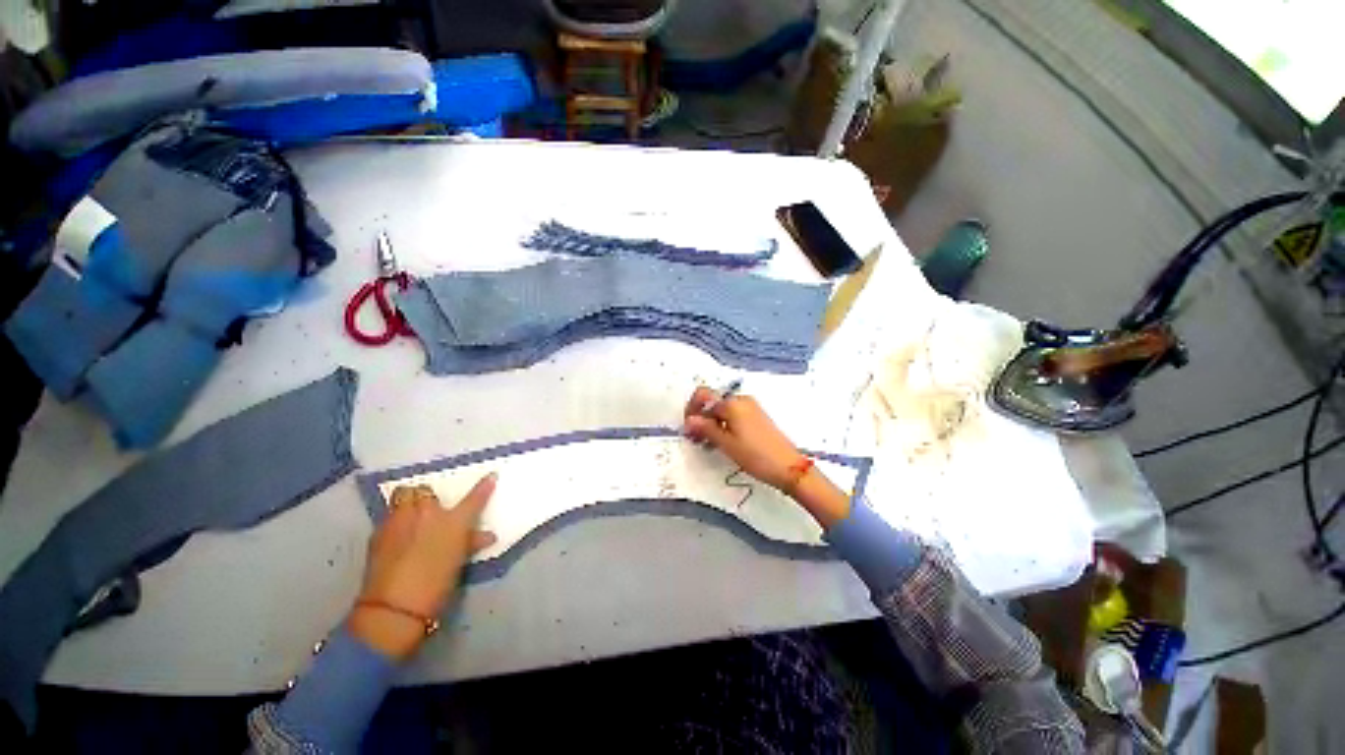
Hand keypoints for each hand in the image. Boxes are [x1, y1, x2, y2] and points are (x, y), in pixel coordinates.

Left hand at [348, 474, 496, 660]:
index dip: (484, 486)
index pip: (474, 497)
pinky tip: (396, 534)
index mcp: (454, 521)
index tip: (491, 476)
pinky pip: (389, 515)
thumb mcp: (459, 562)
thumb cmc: (436, 585)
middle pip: (425, 490)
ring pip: (402, 495)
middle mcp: (427, 513)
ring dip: (408, 501)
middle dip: (427, 497)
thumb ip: (472, 542)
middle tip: (431, 510)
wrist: (395, 607)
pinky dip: (395, 519)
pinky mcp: (378, 532)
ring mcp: (400, 519)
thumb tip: (487, 535)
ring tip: (411, 516)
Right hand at [682, 387, 806, 491]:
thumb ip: (705, 428)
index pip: (703, 397)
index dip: (691, 410)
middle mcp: (741, 400)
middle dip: (700, 417)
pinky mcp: (756, 417)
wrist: (788, 467)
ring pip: (722, 410)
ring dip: (711, 423)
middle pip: (712, 402)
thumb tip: (689, 420)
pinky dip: (723, 425)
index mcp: (732, 403)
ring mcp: (750, 408)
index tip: (687, 428)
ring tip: (706, 443)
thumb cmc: (755, 455)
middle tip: (694, 438)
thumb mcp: (726, 444)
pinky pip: (733, 416)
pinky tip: (721, 442)